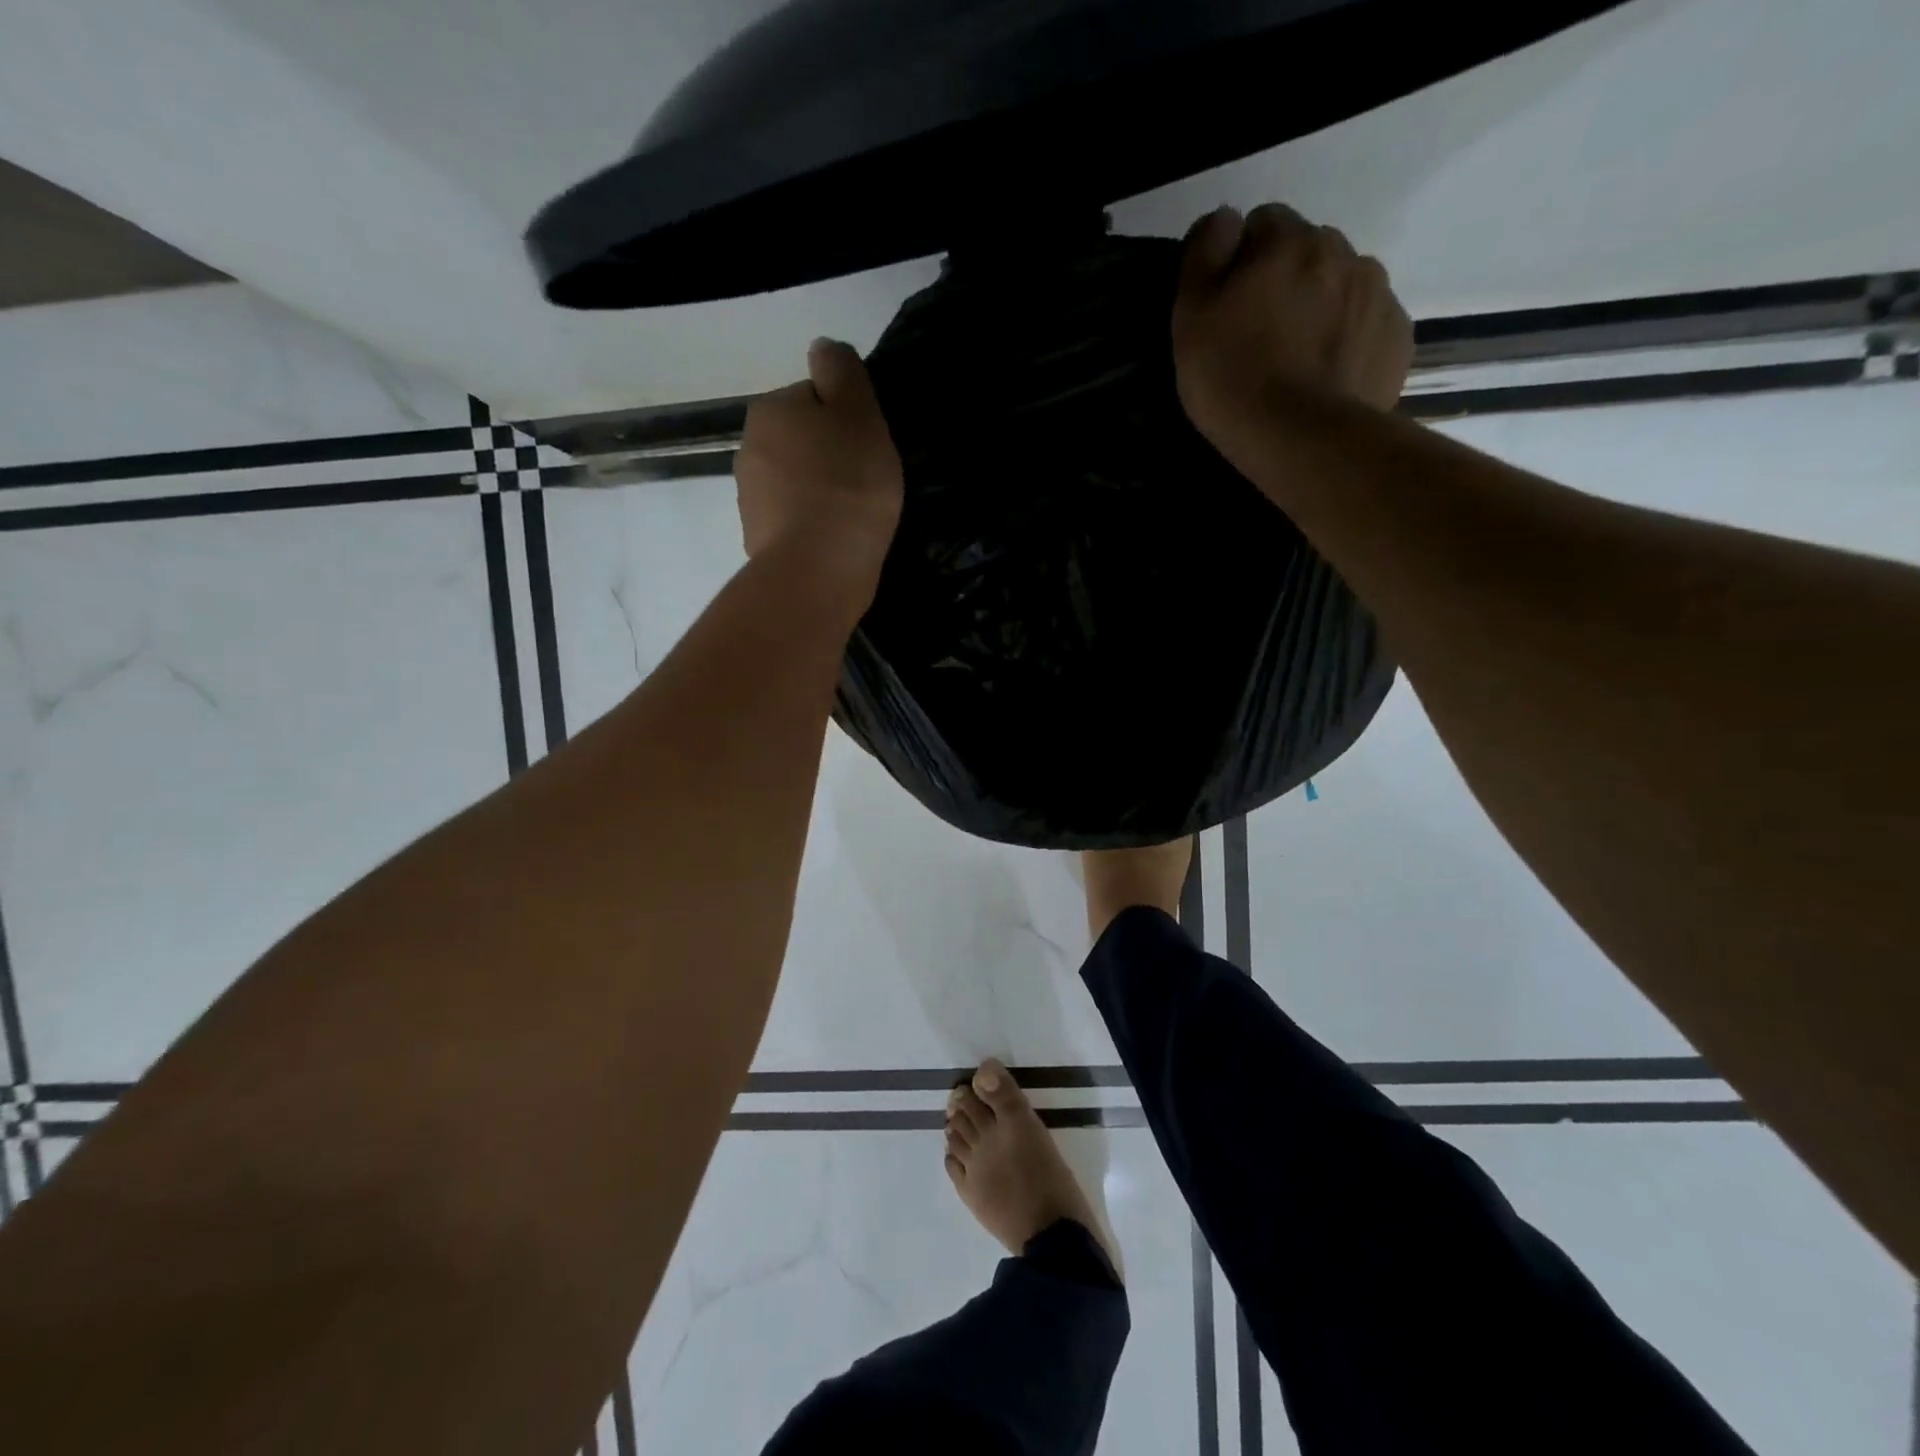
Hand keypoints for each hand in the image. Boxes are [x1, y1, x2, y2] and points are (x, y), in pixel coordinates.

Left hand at [736, 339, 903, 583]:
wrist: (817, 569)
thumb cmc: (847, 485)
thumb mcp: (859, 414)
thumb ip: (842, 372)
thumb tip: (821, 347)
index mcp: (771, 409)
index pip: (813, 399)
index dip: (846, 420)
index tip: (867, 447)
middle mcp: (749, 447)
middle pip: (801, 442)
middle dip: (829, 457)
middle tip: (865, 483)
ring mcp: (749, 498)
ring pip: (795, 483)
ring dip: (820, 493)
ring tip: (853, 517)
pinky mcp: (757, 539)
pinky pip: (792, 520)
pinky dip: (811, 526)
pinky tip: (835, 541)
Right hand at [1172, 204, 1412, 451]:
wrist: (1300, 438)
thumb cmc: (1233, 377)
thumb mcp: (1191, 315)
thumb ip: (1203, 253)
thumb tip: (1225, 219)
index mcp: (1289, 240)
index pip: (1262, 223)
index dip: (1241, 264)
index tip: (1229, 308)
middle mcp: (1343, 250)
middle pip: (1307, 252)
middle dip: (1286, 282)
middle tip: (1261, 339)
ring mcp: (1378, 293)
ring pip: (1341, 286)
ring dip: (1320, 308)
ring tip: (1297, 362)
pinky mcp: (1396, 337)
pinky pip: (1367, 325)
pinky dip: (1348, 341)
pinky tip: (1326, 377)